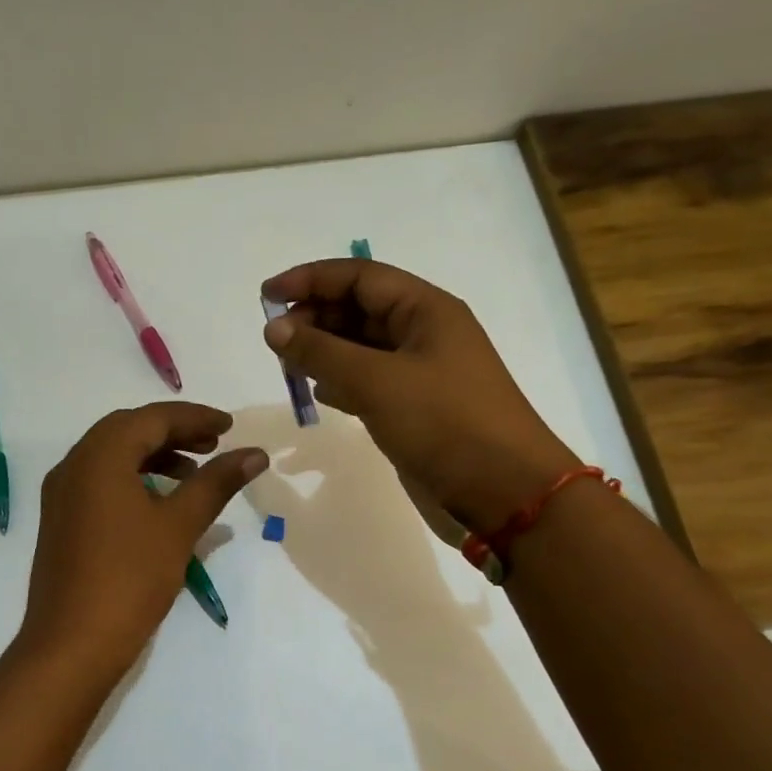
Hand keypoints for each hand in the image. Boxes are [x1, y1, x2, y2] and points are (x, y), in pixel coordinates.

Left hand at [18, 402, 269, 671]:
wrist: (72, 645)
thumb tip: (254, 454)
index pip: (152, 418)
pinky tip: (160, 503)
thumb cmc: (130, 578)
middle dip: (174, 432)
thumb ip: (216, 482)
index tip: (230, 427)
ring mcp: (62, 494)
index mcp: (99, 455)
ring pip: (112, 456)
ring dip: (154, 455)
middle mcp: (73, 464)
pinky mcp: (61, 520)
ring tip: (194, 475)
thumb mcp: (179, 525)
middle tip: (214, 446)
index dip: (194, 418)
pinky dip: (133, 478)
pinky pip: (100, 481)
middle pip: (129, 430)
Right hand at [260, 259, 577, 534]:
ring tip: (287, 365)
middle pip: (358, 309)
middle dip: (314, 317)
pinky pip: (368, 381)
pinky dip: (339, 382)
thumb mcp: (377, 381)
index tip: (266, 296)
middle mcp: (423, 333)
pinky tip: (318, 393)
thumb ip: (321, 351)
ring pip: (360, 347)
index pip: (359, 276)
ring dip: (323, 350)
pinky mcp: (414, 408)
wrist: (505, 494)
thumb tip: (274, 328)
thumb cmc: (445, 424)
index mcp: (425, 310)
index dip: (310, 279)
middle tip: (274, 340)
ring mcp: (420, 372)